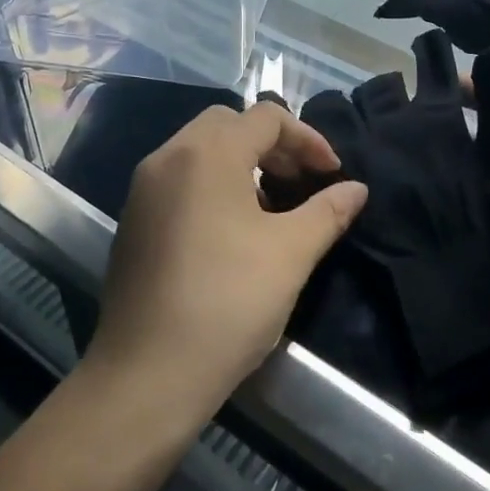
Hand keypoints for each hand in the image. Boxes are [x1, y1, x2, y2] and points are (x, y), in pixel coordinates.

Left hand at [88, 103, 366, 423]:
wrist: (148, 373)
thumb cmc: (228, 302)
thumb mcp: (291, 253)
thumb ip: (327, 211)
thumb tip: (356, 189)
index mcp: (207, 154)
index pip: (266, 117)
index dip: (308, 138)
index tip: (332, 174)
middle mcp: (168, 157)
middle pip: (228, 124)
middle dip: (272, 144)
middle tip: (300, 181)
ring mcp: (143, 188)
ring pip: (199, 150)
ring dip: (241, 162)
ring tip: (271, 205)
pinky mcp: (133, 220)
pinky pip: (179, 178)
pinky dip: (212, 183)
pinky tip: (231, 230)